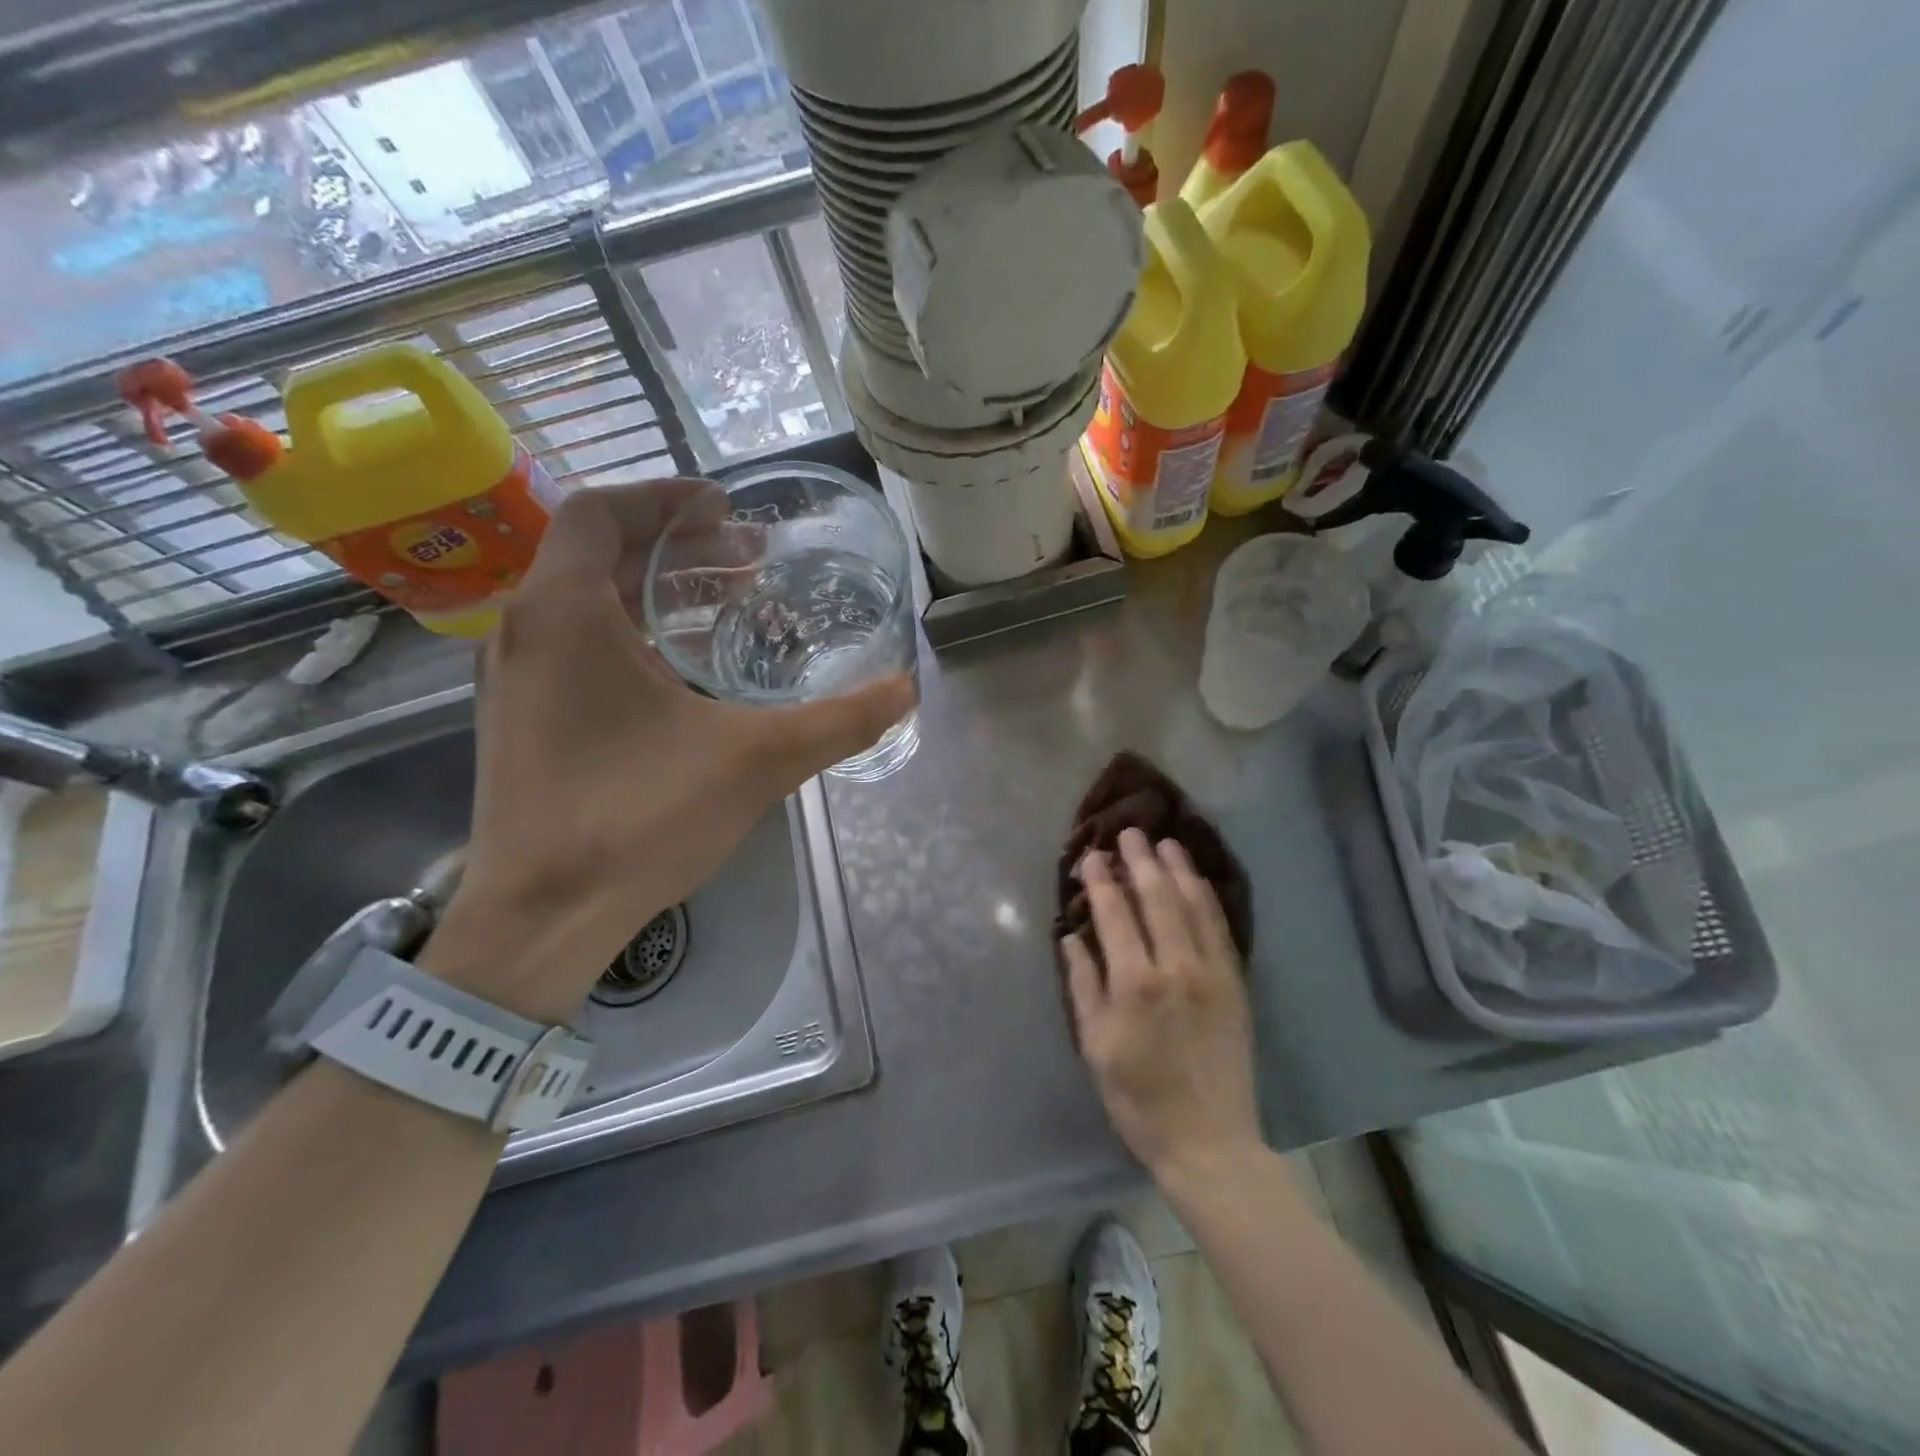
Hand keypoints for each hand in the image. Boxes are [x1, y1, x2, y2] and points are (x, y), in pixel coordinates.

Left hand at [421, 479, 914, 1021]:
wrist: (541, 918)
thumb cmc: (637, 819)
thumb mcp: (755, 762)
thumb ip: (838, 722)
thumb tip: (906, 690)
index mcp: (565, 613)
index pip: (601, 512)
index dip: (664, 496)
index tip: (725, 507)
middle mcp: (525, 631)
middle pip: (596, 554)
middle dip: (676, 546)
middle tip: (747, 560)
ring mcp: (513, 679)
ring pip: (584, 602)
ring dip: (654, 592)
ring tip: (726, 606)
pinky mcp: (518, 720)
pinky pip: (574, 646)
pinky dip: (630, 634)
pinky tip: (685, 672)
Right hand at [1061, 828, 1261, 1187]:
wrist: (1208, 1141)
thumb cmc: (1138, 1097)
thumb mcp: (1095, 1044)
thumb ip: (1083, 984)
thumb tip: (1072, 937)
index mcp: (1135, 982)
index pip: (1115, 914)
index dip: (1101, 881)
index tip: (1090, 856)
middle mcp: (1176, 966)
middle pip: (1156, 898)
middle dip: (1140, 861)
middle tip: (1128, 832)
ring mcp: (1211, 972)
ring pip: (1193, 906)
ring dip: (1177, 869)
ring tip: (1165, 842)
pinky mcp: (1235, 984)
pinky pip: (1220, 929)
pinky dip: (1207, 899)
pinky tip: (1197, 881)